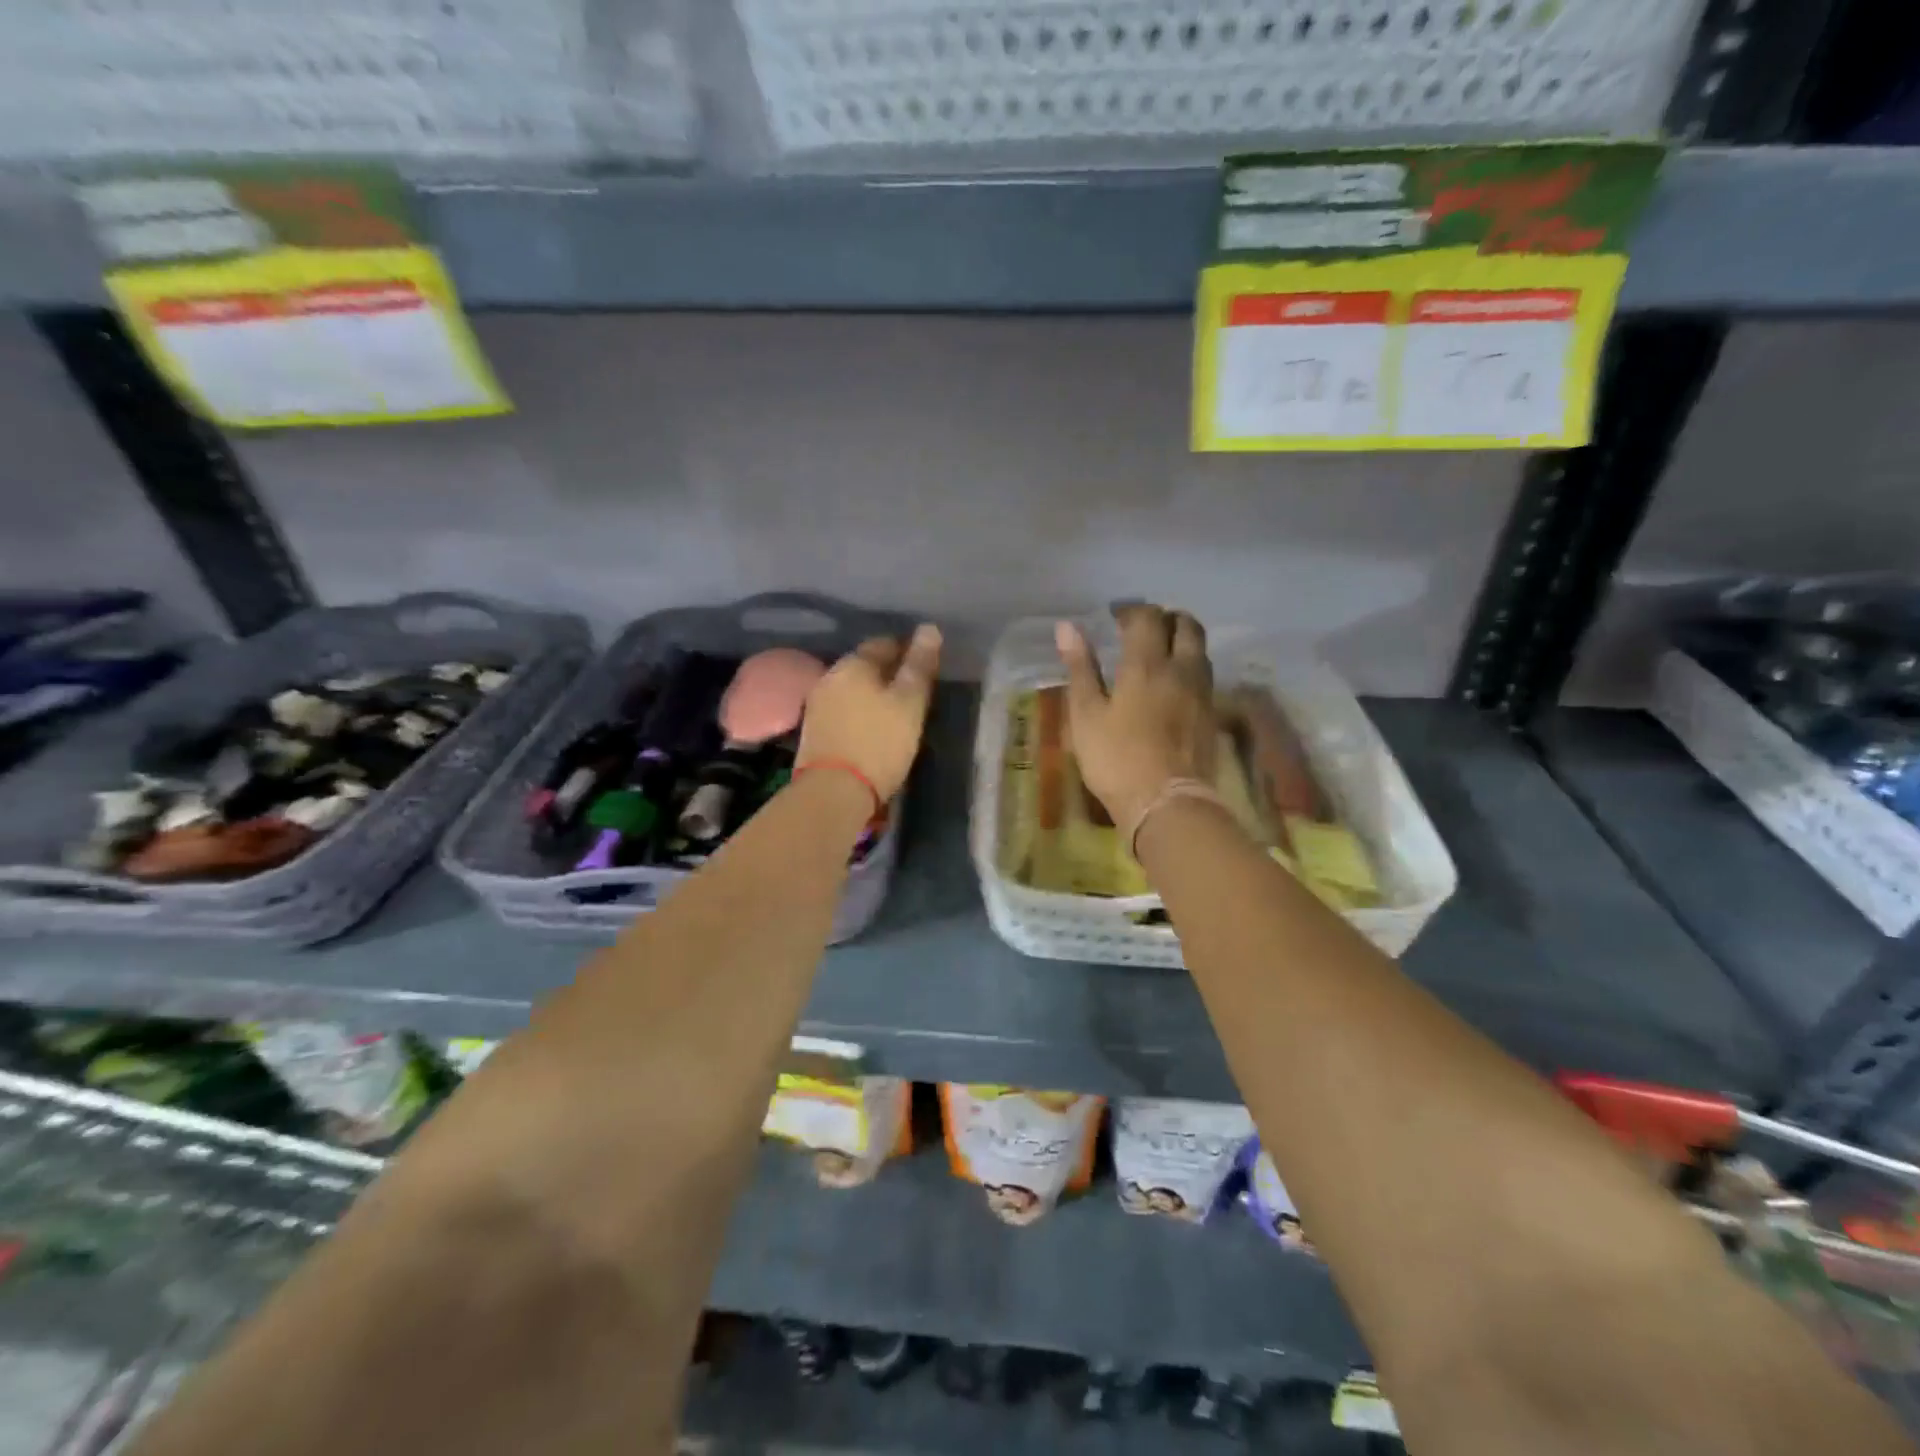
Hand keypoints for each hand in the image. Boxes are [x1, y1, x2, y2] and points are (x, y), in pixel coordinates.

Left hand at [797, 625, 942, 800]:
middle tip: (913, 692)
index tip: (925, 669)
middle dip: (888, 673)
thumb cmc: (879, 743)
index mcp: (855, 663)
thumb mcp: (910, 703)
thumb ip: (919, 665)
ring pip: (853, 688)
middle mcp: (831, 675)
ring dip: (872, 694)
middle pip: (866, 665)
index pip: (886, 643)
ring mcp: (818, 703)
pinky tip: (871, 728)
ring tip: (895, 712)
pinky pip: (843, 710)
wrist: (833, 792)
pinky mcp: (813, 730)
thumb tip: (929, 628)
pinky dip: (859, 713)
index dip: (908, 651)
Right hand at [1056, 605, 1216, 830]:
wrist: (1166, 802)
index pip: (1147, 618)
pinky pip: (1205, 676)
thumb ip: (1080, 669)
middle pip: (1186, 625)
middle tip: (1143, 628)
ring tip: (1160, 651)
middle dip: (1165, 618)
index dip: (1131, 610)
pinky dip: (1190, 666)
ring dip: (1182, 640)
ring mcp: (1201, 693)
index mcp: (1146, 664)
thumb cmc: (1116, 759)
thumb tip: (1067, 627)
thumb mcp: (1086, 715)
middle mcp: (1180, 669)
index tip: (1115, 616)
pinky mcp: (1211, 715)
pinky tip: (1174, 684)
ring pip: (1200, 649)